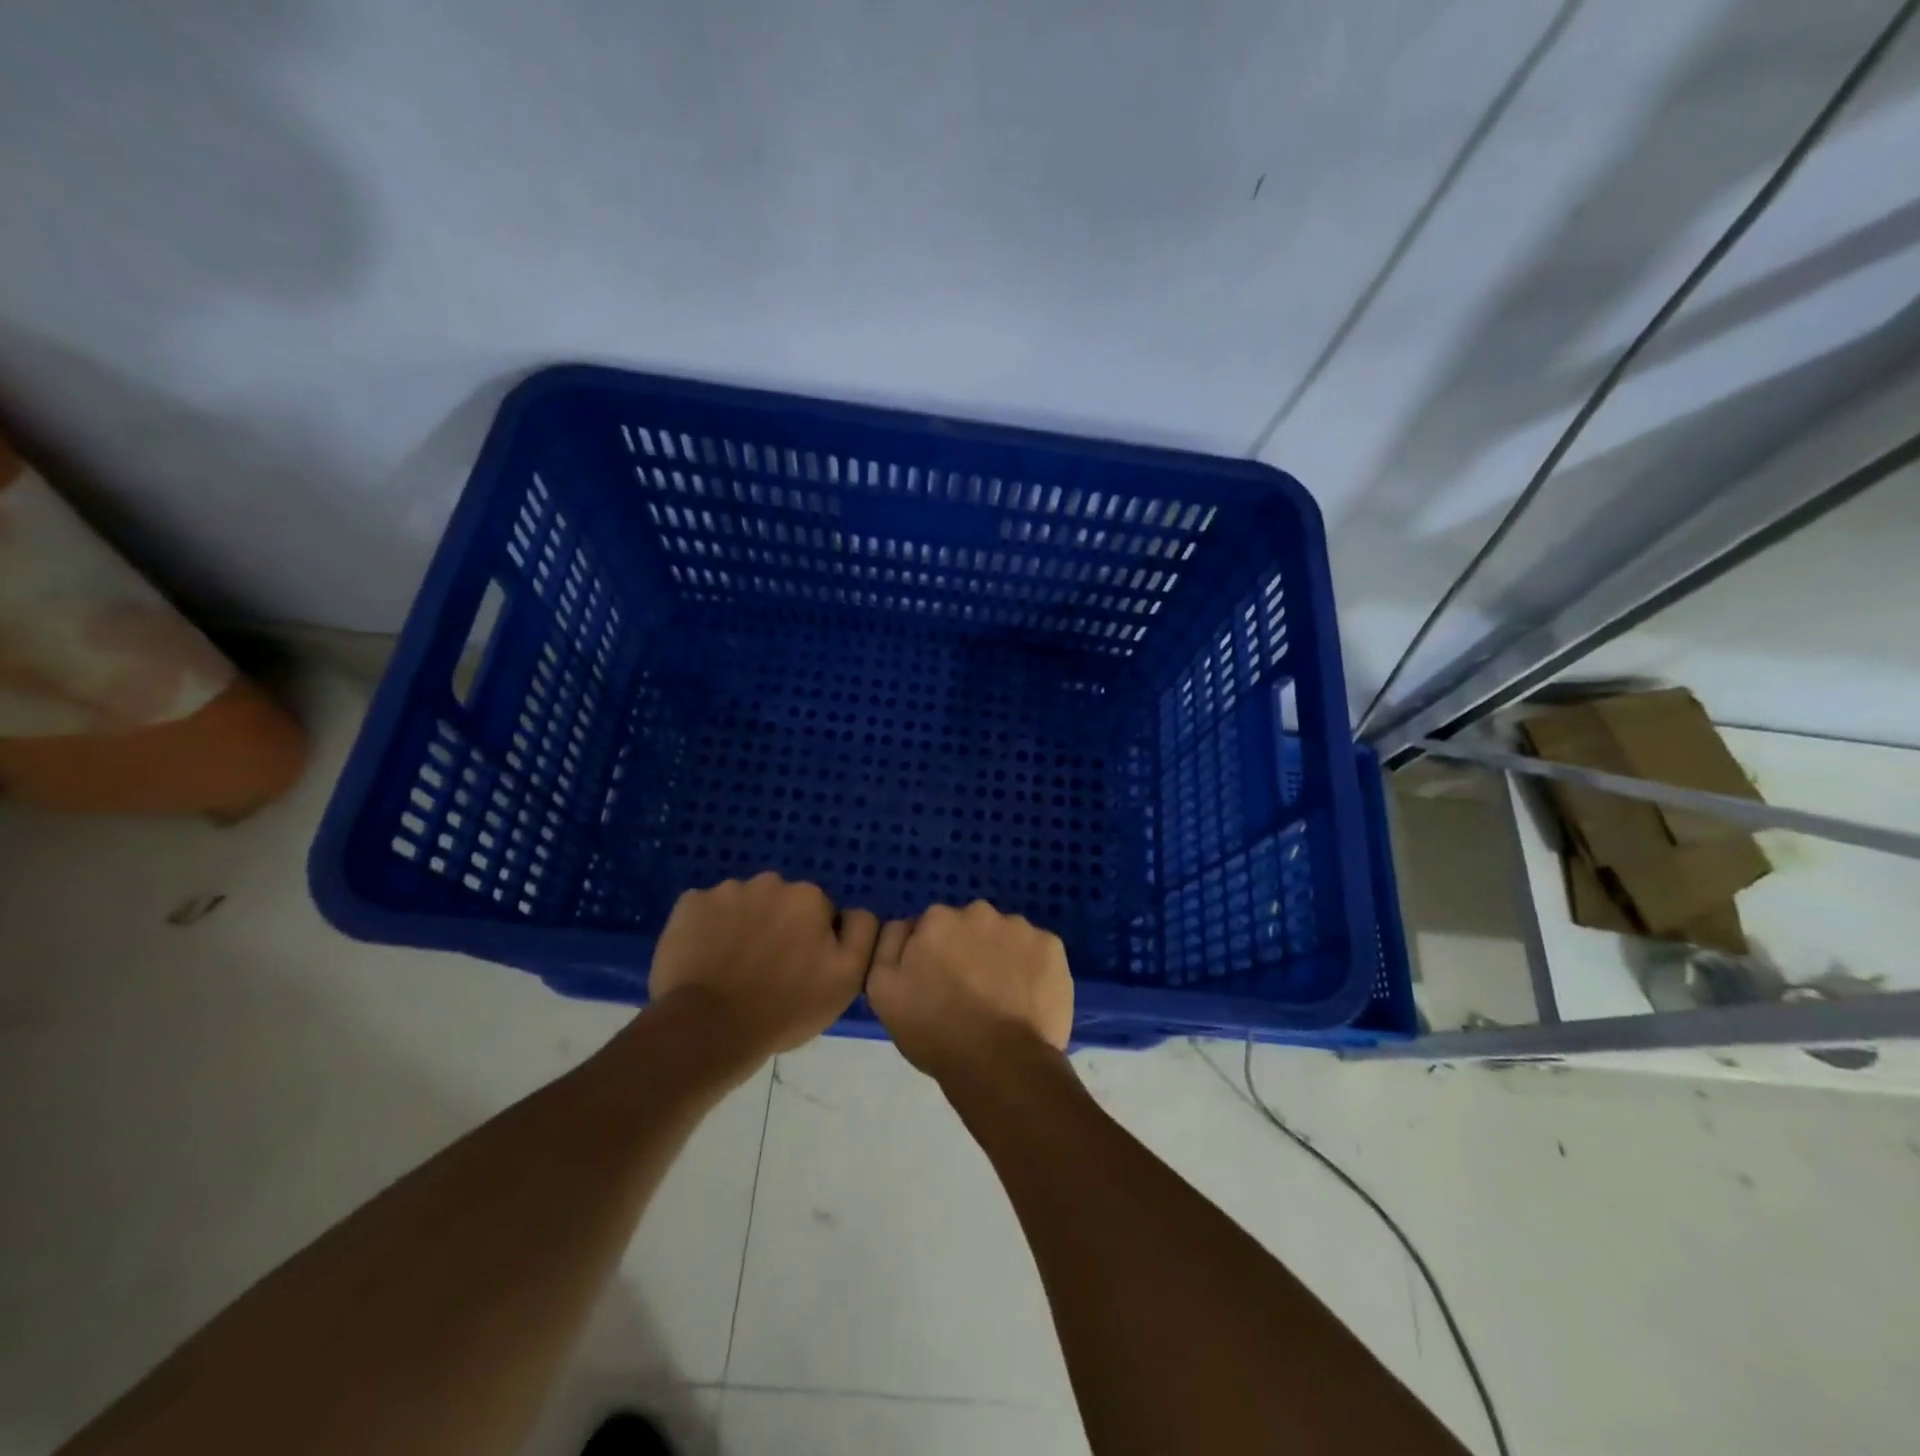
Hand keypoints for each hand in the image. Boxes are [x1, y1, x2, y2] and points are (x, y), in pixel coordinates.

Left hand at [649, 873, 878, 1065]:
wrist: (709, 1028)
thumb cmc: (785, 1007)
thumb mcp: (847, 979)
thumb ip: (862, 933)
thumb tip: (851, 913)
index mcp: (809, 896)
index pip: (819, 913)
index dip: (812, 941)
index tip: (800, 970)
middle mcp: (770, 882)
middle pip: (781, 903)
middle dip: (778, 927)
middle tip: (767, 971)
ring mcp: (725, 890)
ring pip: (743, 905)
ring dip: (743, 926)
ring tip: (732, 968)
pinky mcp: (689, 904)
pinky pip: (706, 910)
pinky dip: (707, 928)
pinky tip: (704, 959)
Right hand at [865, 900, 1072, 1082]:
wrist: (1000, 1063)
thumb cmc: (936, 1032)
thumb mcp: (883, 992)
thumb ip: (888, 946)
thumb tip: (906, 926)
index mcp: (937, 919)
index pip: (932, 928)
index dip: (934, 956)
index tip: (938, 984)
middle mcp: (979, 912)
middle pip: (969, 927)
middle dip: (968, 950)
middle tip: (969, 993)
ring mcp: (1020, 927)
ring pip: (1005, 937)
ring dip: (1001, 957)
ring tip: (1001, 999)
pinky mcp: (1052, 946)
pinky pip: (1036, 951)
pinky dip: (1032, 968)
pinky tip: (1026, 998)